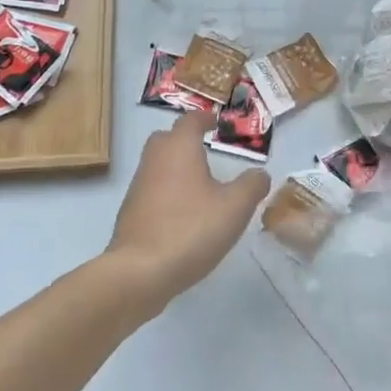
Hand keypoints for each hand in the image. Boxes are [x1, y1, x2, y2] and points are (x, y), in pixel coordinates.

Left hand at [103, 111, 270, 314]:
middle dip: (184, 140)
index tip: (216, 122)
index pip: (190, 121)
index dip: (204, 118)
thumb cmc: (191, 229)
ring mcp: (138, 187)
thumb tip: (260, 174)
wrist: (139, 272)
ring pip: (157, 165)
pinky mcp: (130, 213)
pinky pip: (151, 190)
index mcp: (179, 149)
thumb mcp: (235, 207)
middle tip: (205, 149)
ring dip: (175, 167)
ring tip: (199, 184)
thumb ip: (252, 186)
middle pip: (167, 138)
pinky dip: (167, 192)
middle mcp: (155, 160)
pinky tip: (183, 213)